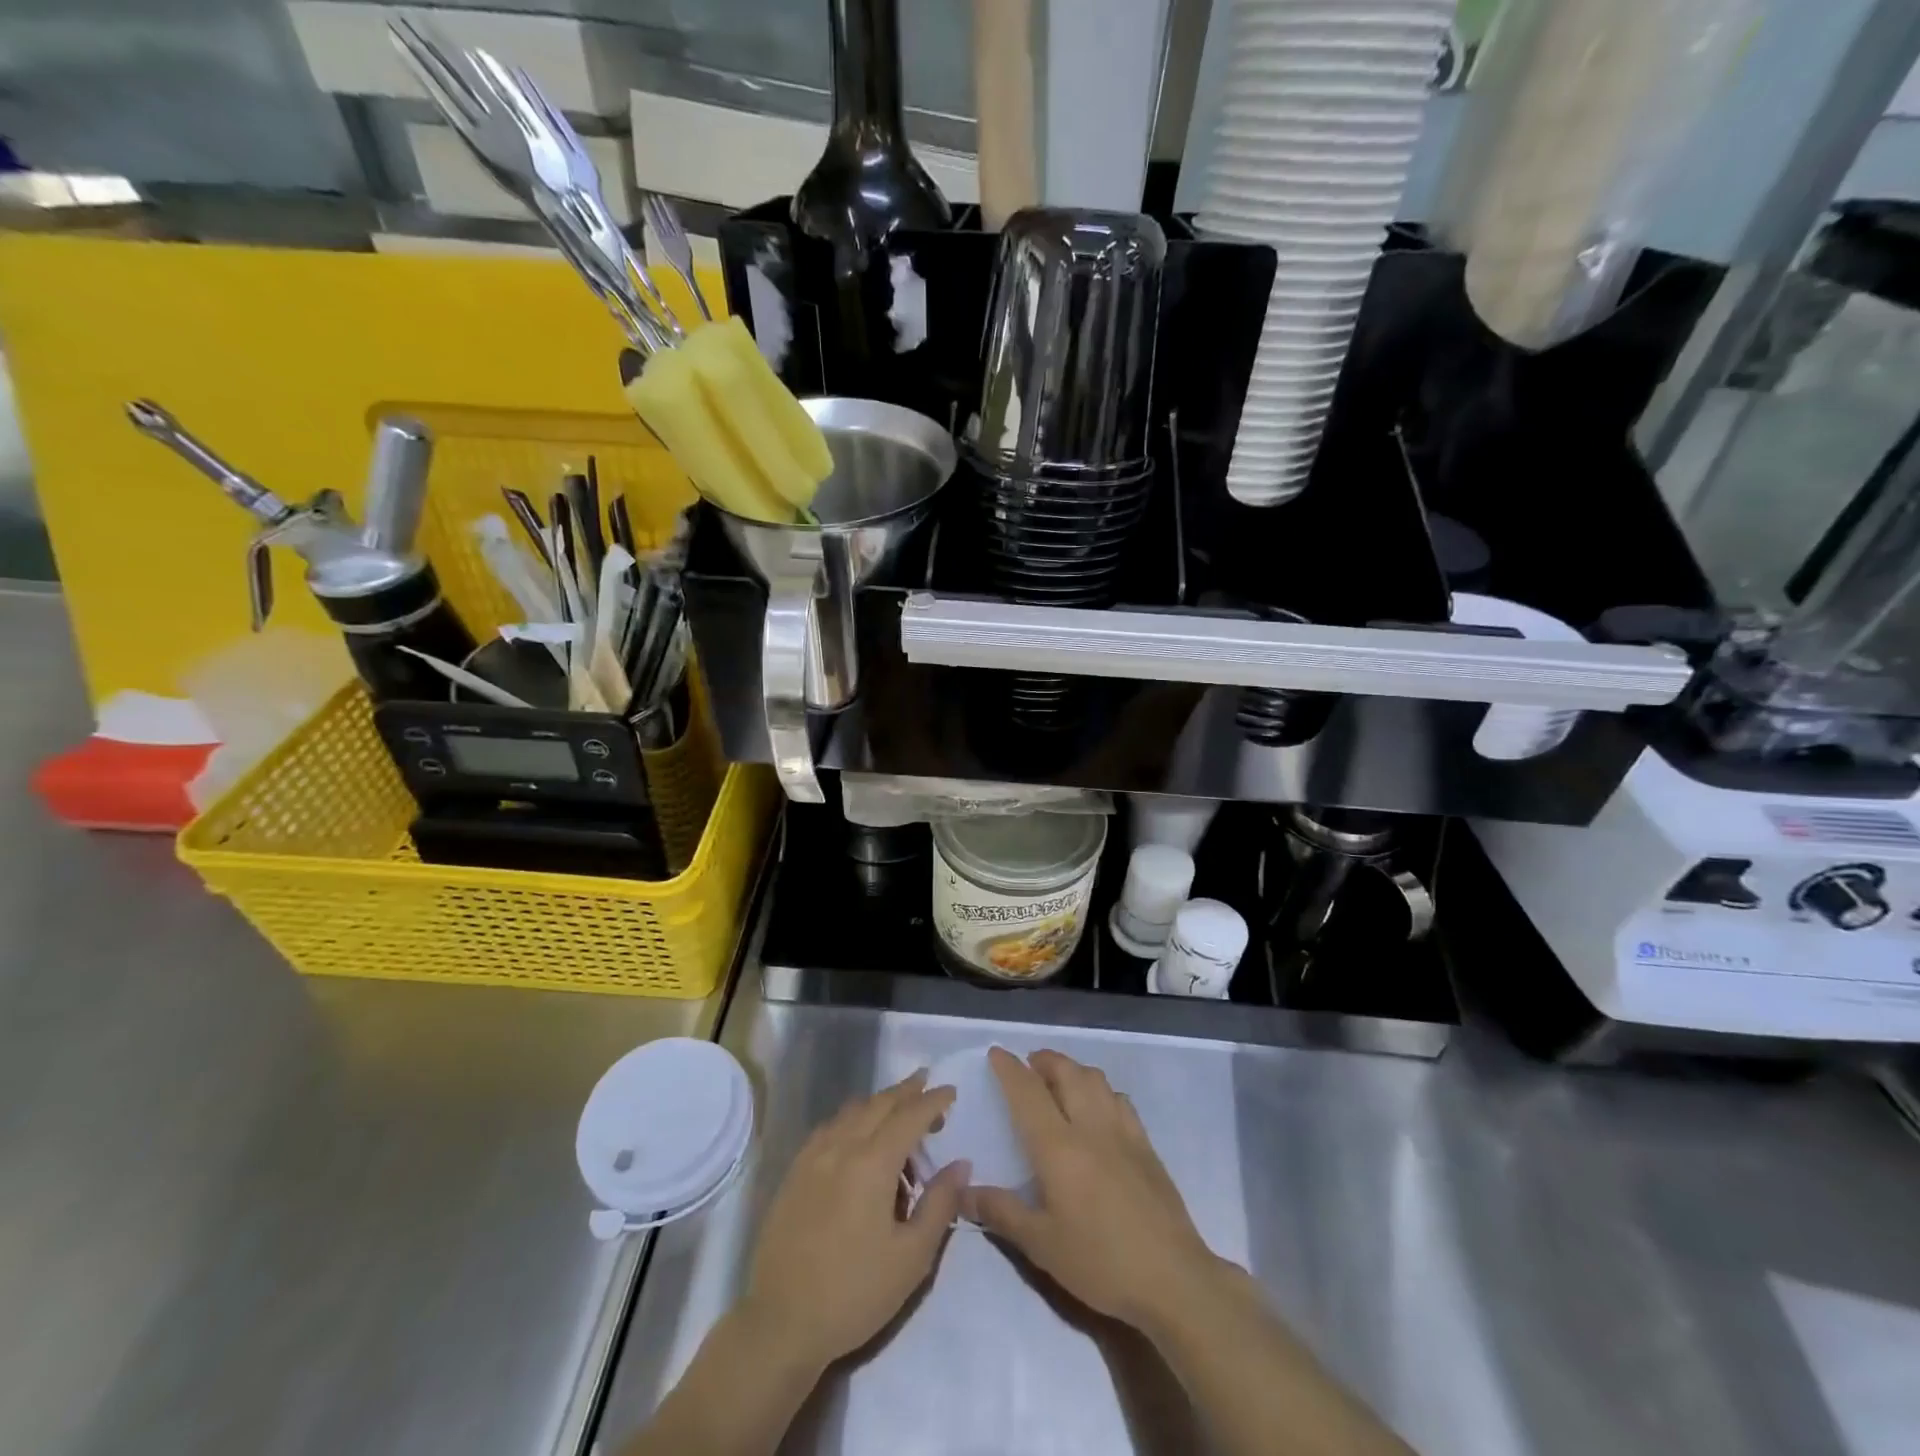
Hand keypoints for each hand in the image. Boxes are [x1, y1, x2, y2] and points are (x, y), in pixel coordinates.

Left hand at [742, 1070, 968, 1371]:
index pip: (909, 1115)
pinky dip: (851, 1119)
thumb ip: (939, 1204)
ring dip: (879, 1103)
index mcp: (872, 1163)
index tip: (951, 1090)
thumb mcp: (912, 1258)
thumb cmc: (854, 1293)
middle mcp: (841, 1147)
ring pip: (851, 1111)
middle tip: (927, 1083)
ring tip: (898, 1109)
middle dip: (906, 1090)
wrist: (782, 1323)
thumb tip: (961, 1164)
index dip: (933, 1100)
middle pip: (879, 1104)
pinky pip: (829, 1128)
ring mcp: (812, 1157)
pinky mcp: (794, 1173)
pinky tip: (856, 1133)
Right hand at [966, 1048, 1228, 1333]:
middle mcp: (1090, 1126)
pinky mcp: (1146, 1144)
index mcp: (1058, 1147)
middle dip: (1044, 1060)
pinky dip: (1101, 1090)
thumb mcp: (1041, 1246)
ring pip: (1095, 1079)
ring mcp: (1123, 1131)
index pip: (1028, 1092)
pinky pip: (1119, 1099)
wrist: (1173, 1279)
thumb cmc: (1100, 1262)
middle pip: (1066, 1072)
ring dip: (1073, 1069)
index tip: (997, 1053)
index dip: (1009, 1068)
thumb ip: (1001, 1212)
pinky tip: (1098, 1109)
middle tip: (1029, 1065)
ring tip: (1060, 1081)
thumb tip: (963, 1192)